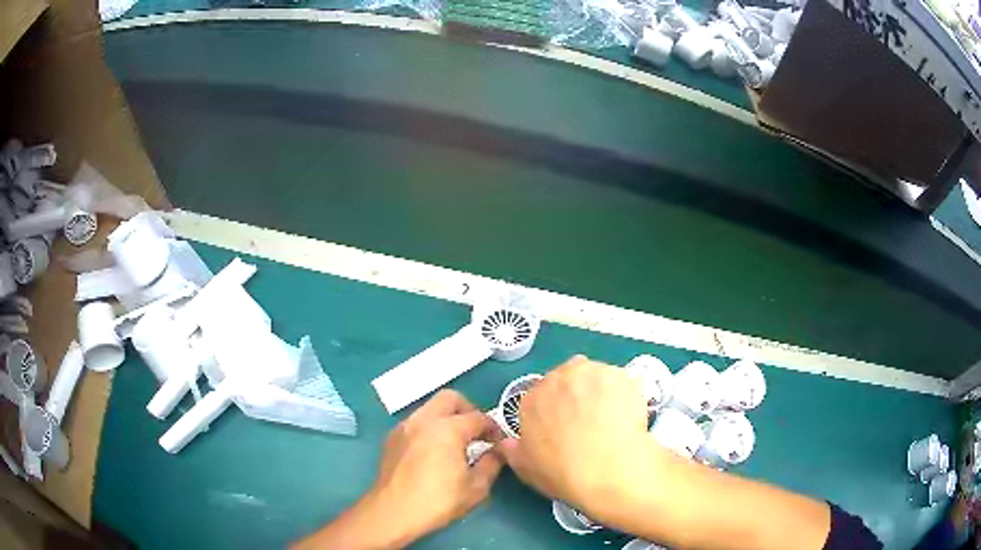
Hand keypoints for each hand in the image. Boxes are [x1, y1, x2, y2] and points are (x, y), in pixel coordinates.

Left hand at [369, 389, 504, 540]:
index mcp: (447, 428)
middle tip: (477, 432)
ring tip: (455, 443)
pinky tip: (433, 451)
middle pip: (450, 398)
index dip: (493, 428)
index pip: (478, 417)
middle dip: (468, 410)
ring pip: (430, 408)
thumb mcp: (475, 488)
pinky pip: (415, 422)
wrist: (393, 512)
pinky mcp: (391, 438)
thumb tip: (497, 452)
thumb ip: (491, 464)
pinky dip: (429, 428)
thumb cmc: (438, 501)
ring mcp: (404, 427)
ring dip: (446, 418)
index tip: (498, 442)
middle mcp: (424, 420)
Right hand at [496, 356, 664, 521]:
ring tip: (609, 417)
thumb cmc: (563, 473)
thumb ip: (512, 450)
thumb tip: (507, 443)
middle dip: (575, 396)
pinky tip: (625, 414)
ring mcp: (590, 373)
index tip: (564, 426)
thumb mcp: (525, 468)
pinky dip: (622, 393)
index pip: (539, 396)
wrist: (607, 470)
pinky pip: (619, 381)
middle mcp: (557, 378)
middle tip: (588, 421)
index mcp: (531, 400)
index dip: (553, 411)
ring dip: (598, 391)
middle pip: (566, 379)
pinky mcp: (619, 375)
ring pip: (593, 376)